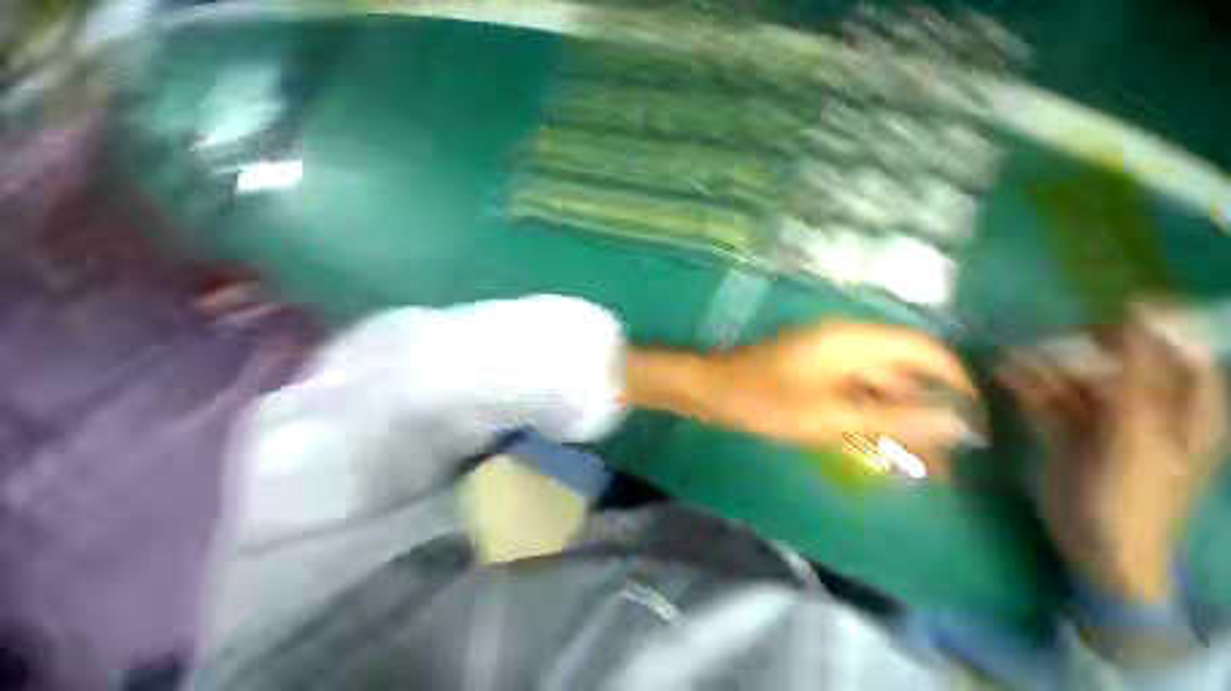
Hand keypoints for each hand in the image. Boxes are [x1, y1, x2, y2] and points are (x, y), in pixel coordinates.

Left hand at [624, 320, 977, 475]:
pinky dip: (868, 416)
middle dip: (927, 410)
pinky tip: (880, 446)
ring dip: (898, 418)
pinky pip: (850, 391)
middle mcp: (843, 342)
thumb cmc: (761, 400)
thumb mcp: (829, 414)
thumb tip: (959, 421)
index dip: (956, 381)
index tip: (978, 421)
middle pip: (901, 371)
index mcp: (851, 340)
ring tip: (923, 464)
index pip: (924, 350)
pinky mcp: (808, 373)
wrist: (707, 390)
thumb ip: (894, 416)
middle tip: (950, 458)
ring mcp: (823, 357)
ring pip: (875, 385)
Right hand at [1001, 303, 1226, 602]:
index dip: (1146, 323)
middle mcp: (1149, 400)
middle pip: (1120, 355)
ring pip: (1078, 374)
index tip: (1109, 316)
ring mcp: (1108, 415)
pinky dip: (1028, 383)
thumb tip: (1134, 308)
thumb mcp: (1144, 437)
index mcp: (1186, 401)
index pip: (1175, 341)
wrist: (1099, 551)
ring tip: (1014, 359)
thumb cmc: (1136, 501)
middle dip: (1083, 348)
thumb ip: (1142, 374)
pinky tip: (1004, 372)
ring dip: (1046, 364)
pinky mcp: (1072, 427)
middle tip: (1050, 348)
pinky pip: (1049, 395)